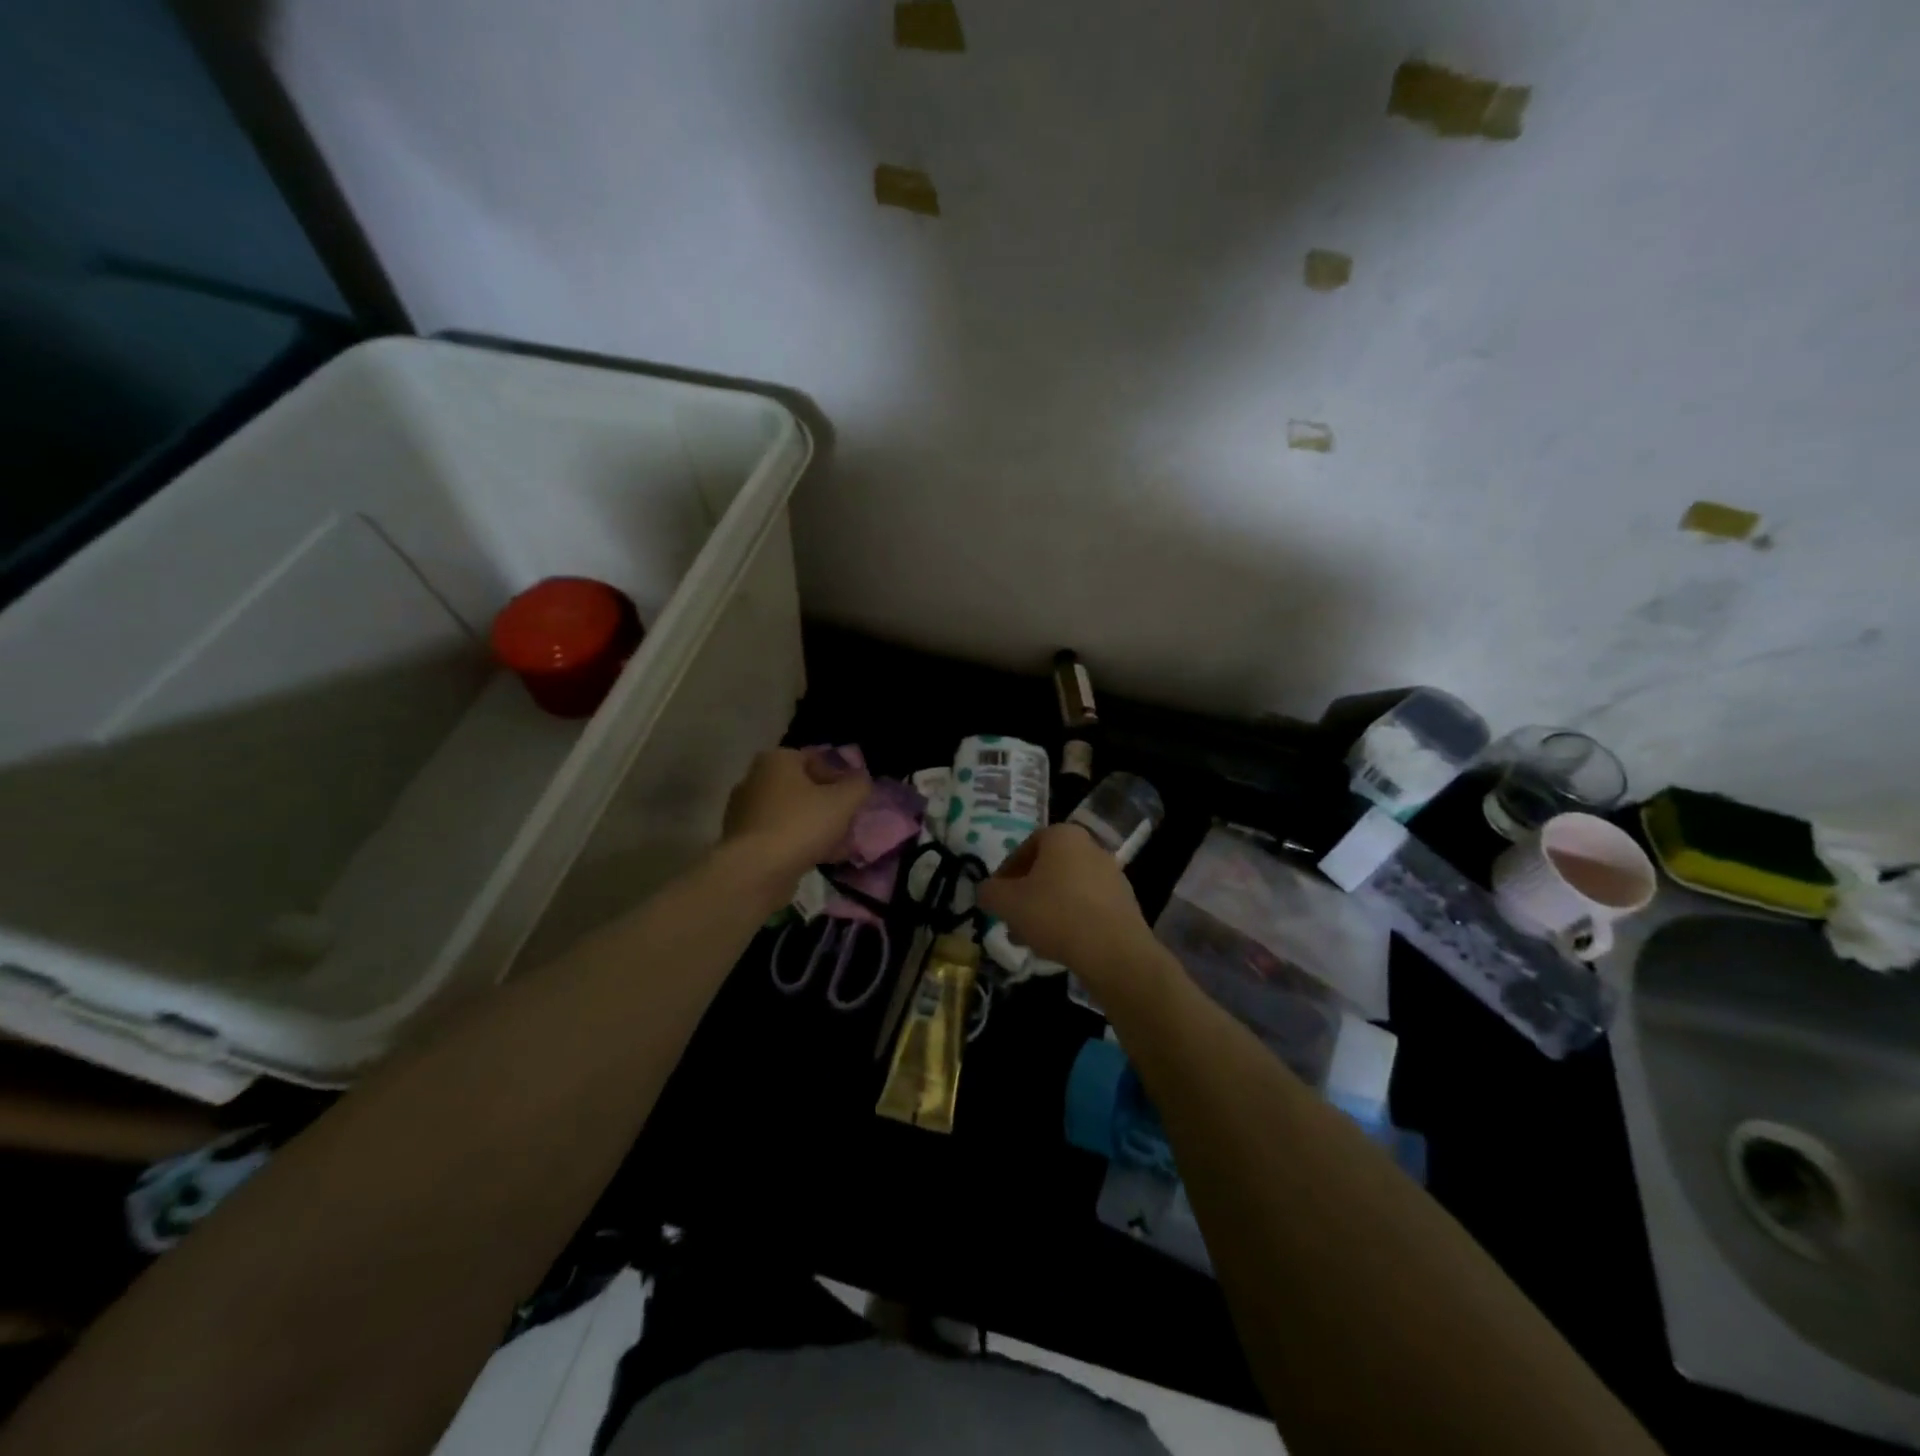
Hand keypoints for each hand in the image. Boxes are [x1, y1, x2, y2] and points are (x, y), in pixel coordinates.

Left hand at [721, 748, 870, 886]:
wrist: (755, 872)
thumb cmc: (800, 825)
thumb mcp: (843, 801)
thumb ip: (858, 785)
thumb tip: (861, 779)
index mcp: (776, 761)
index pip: (816, 759)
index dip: (841, 777)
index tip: (855, 799)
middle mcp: (755, 780)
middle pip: (804, 788)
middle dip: (830, 806)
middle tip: (850, 823)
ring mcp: (745, 812)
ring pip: (793, 815)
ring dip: (817, 827)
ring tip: (840, 846)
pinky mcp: (743, 842)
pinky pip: (780, 836)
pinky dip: (800, 844)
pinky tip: (821, 859)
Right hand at [977, 824, 1158, 984]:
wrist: (1113, 951)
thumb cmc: (1055, 914)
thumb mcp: (1007, 903)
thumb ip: (989, 892)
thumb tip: (985, 891)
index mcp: (1063, 836)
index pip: (1026, 847)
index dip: (1006, 872)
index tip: (996, 896)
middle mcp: (1090, 847)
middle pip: (1047, 869)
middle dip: (1026, 894)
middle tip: (1011, 919)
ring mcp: (1112, 875)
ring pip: (1066, 889)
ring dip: (1045, 909)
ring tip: (1030, 939)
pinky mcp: (1125, 903)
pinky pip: (1087, 906)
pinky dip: (1069, 920)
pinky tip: (1058, 945)